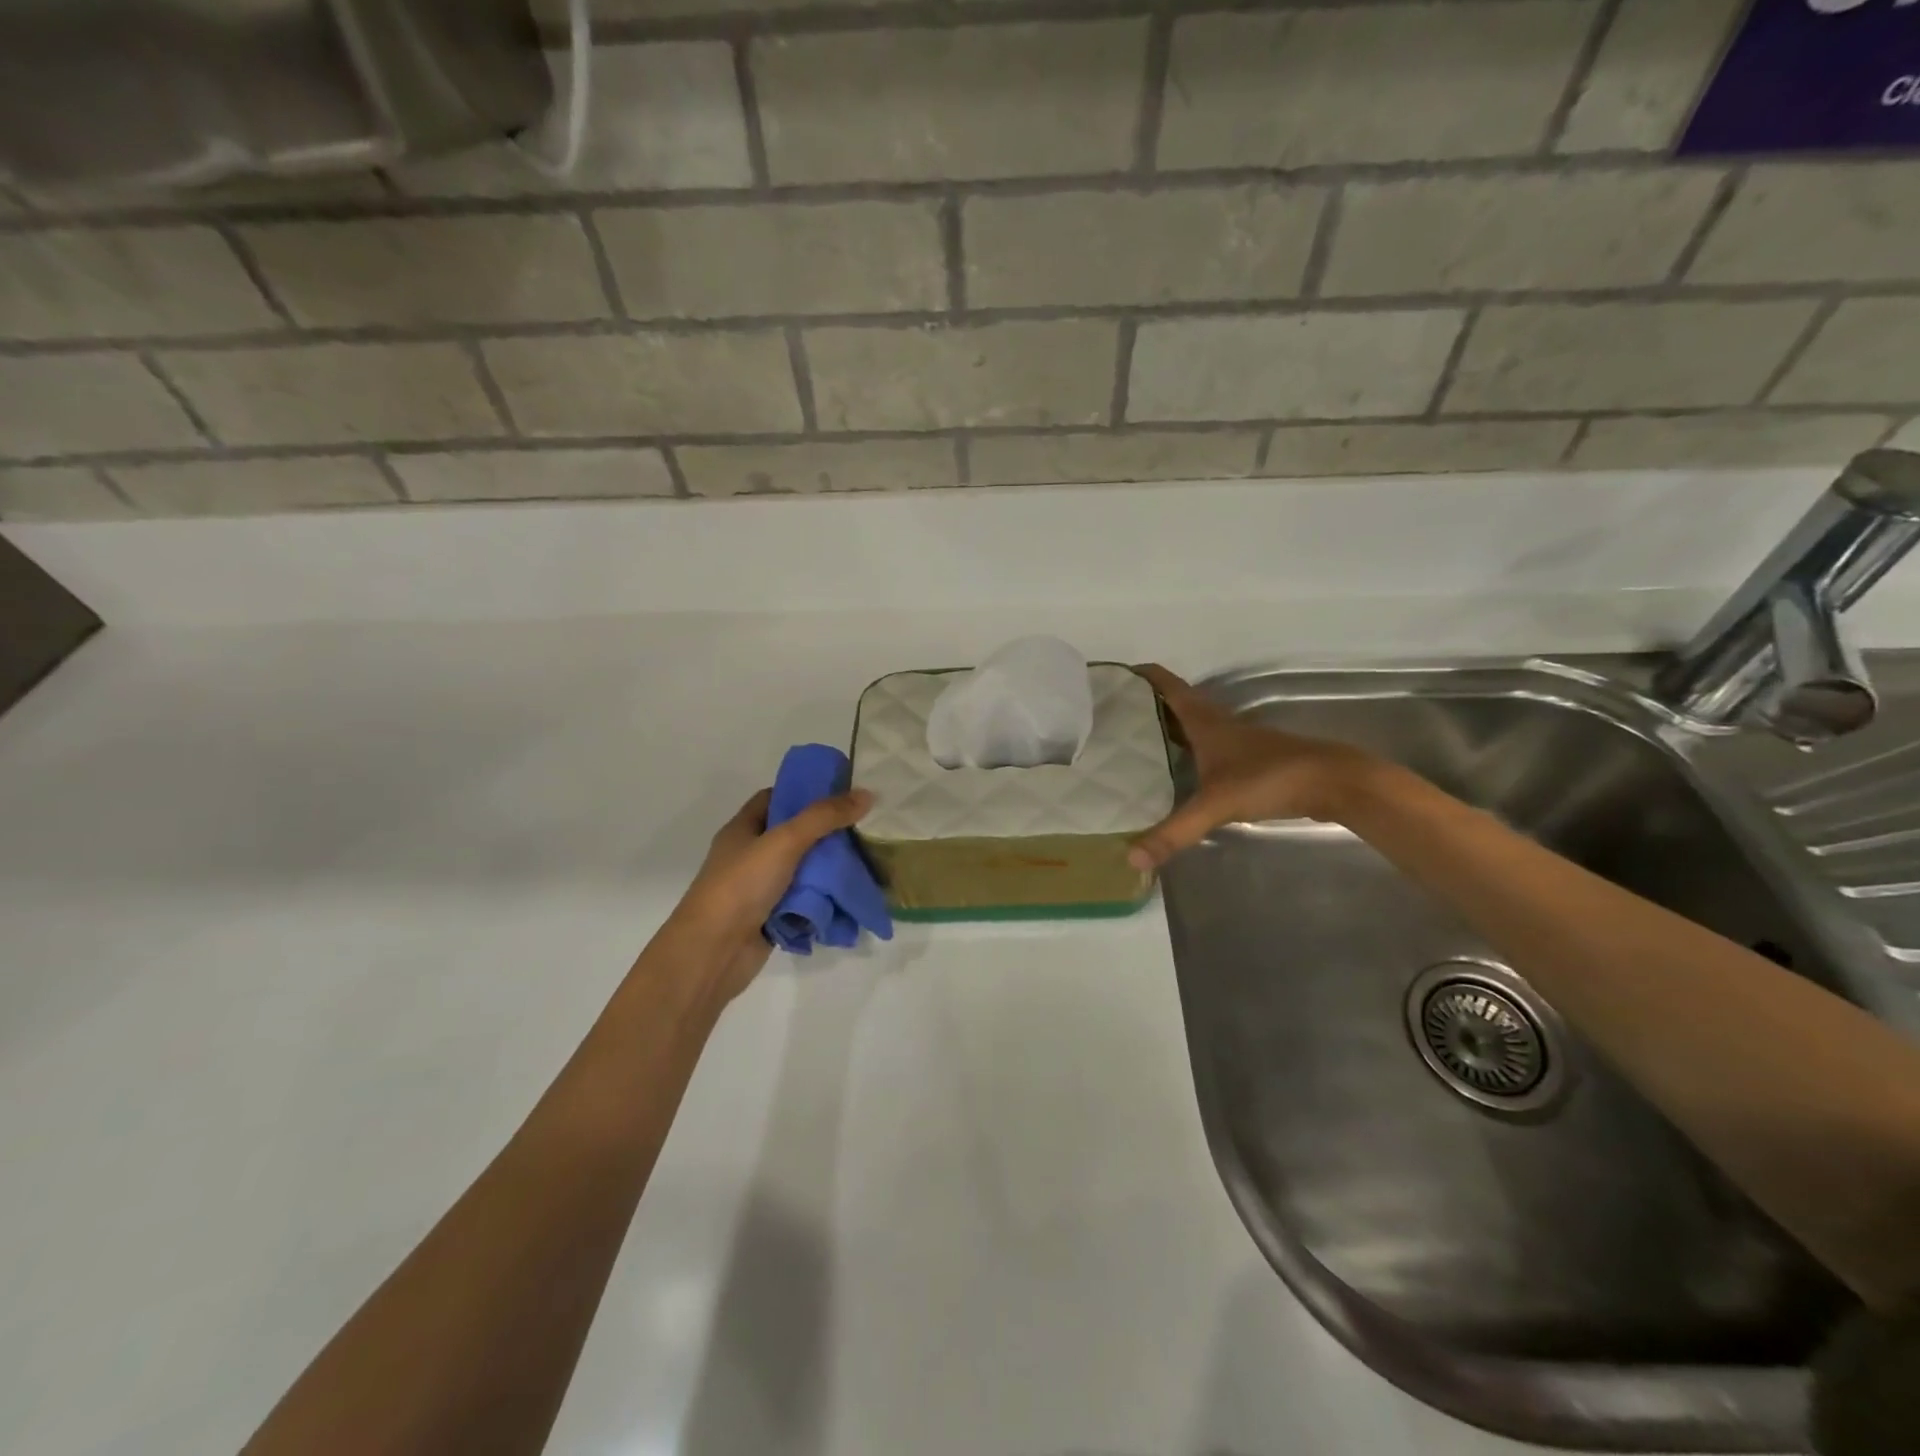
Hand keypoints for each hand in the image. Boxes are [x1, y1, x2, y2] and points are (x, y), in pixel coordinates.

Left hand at [670, 787, 873, 1001]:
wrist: (713, 952)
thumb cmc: (741, 885)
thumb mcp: (784, 841)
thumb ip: (824, 817)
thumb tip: (866, 794)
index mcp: (743, 829)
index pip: (775, 798)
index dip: (805, 791)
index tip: (841, 791)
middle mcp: (751, 855)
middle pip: (794, 835)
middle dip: (827, 832)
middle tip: (865, 826)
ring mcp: (761, 888)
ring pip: (802, 870)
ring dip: (829, 867)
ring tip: (867, 858)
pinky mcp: (772, 917)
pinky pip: (804, 901)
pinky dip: (824, 899)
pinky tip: (852, 893)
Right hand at [1128, 664, 1375, 871]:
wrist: (1333, 783)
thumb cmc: (1270, 779)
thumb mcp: (1216, 805)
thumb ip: (1174, 831)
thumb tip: (1132, 859)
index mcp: (1205, 723)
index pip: (1170, 688)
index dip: (1145, 676)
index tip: (1115, 674)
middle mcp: (1219, 725)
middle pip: (1178, 705)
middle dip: (1147, 704)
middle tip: (1112, 713)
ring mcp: (1238, 742)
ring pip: (1194, 727)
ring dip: (1168, 727)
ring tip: (1134, 741)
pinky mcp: (1251, 761)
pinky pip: (1208, 748)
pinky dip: (1188, 751)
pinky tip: (1177, 771)